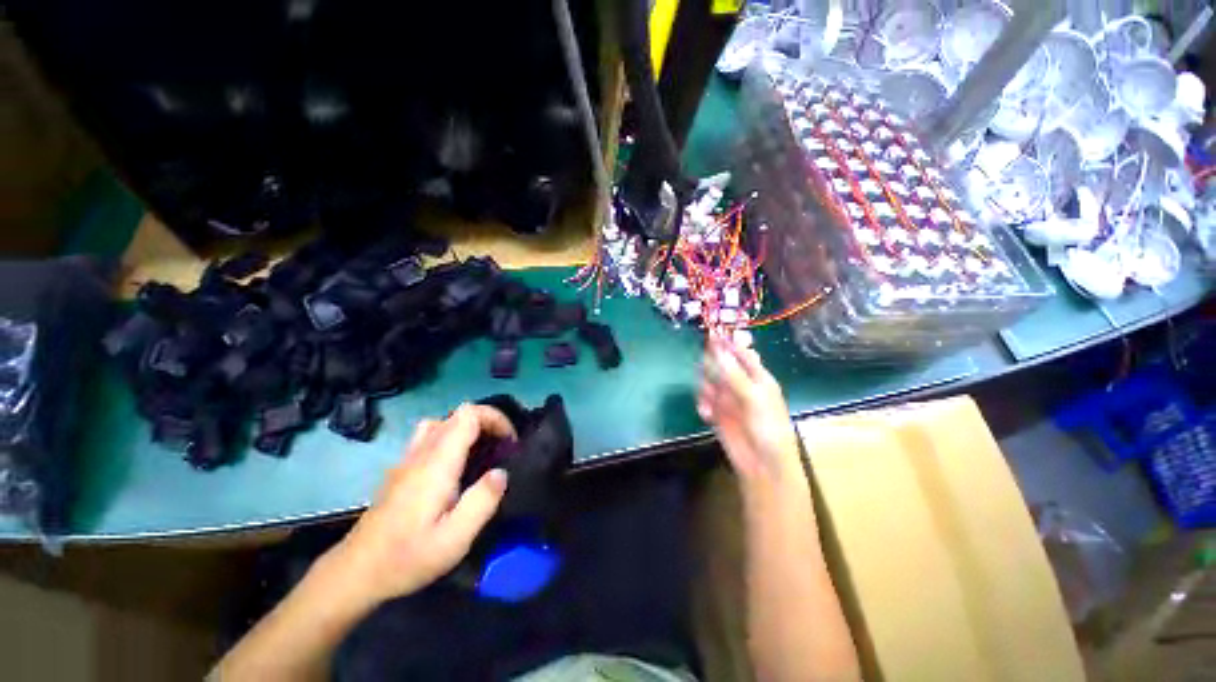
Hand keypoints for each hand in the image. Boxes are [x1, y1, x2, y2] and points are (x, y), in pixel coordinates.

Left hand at [321, 404, 515, 610]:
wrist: (355, 574)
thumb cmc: (407, 557)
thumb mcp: (454, 539)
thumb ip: (482, 502)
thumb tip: (501, 472)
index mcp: (437, 463)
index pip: (468, 414)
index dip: (494, 418)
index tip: (510, 441)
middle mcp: (421, 452)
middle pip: (458, 414)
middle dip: (487, 422)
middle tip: (502, 449)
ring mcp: (408, 459)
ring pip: (443, 422)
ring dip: (468, 429)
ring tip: (482, 452)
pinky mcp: (401, 469)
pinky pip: (430, 436)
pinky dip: (452, 438)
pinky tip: (456, 467)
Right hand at [698, 335, 802, 485]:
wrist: (762, 464)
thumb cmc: (768, 427)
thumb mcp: (754, 398)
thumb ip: (734, 374)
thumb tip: (717, 349)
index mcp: (757, 376)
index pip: (740, 352)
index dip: (726, 343)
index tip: (710, 335)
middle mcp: (741, 383)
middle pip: (720, 364)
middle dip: (711, 367)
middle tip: (709, 375)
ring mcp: (728, 397)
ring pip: (708, 380)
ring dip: (705, 387)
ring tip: (709, 401)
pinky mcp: (716, 411)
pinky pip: (703, 398)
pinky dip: (702, 403)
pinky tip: (706, 414)